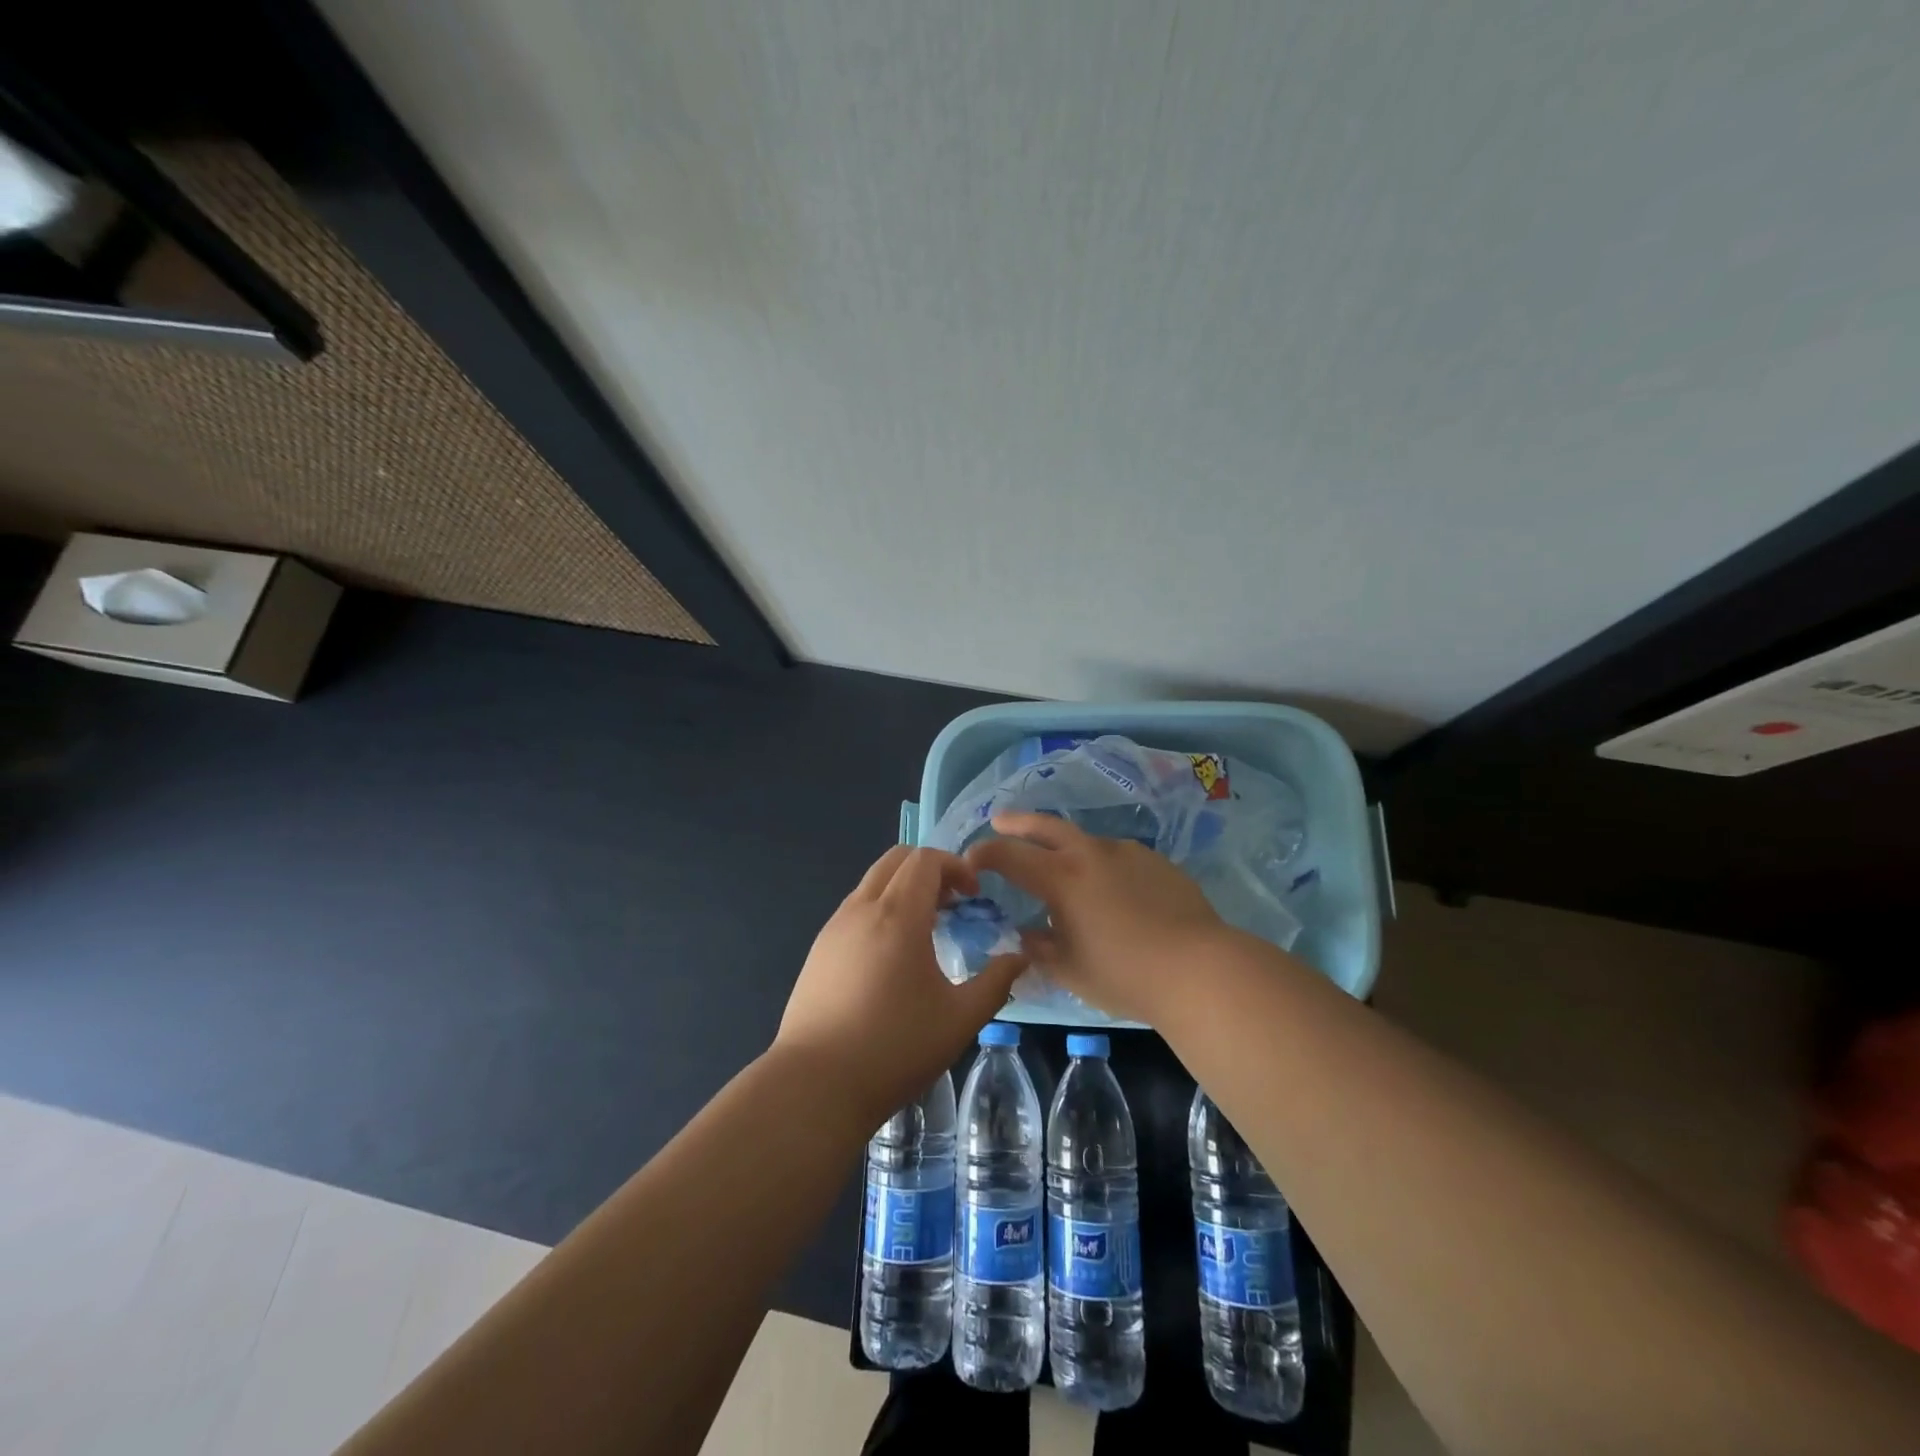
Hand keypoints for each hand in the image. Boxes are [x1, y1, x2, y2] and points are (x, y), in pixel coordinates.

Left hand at [774, 845, 1025, 1130]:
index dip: (956, 866)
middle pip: (896, 859)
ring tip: (927, 930)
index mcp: (897, 915)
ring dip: (904, 889)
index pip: (925, 859)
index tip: (975, 896)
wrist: (815, 1085)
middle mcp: (861, 909)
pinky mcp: (818, 949)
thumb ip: (996, 983)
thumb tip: (1019, 957)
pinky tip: (892, 955)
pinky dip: (881, 909)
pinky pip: (855, 908)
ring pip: (872, 882)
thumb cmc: (894, 1049)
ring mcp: (834, 927)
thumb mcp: (959, 1020)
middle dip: (930, 869)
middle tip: (954, 904)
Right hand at [964, 812, 1237, 1024]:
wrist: (1199, 968)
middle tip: (1001, 820)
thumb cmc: (1124, 974)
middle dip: (1018, 822)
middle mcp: (1090, 854)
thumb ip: (1039, 948)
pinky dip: (1101, 865)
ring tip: (1063, 868)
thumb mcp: (1069, 969)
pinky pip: (1117, 856)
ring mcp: (1126, 853)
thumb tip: (1024, 935)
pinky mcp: (1155, 861)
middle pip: (1046, 826)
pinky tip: (1112, 890)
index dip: (984, 854)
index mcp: (1061, 878)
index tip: (971, 860)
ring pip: (1085, 841)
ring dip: (1065, 847)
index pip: (1009, 855)